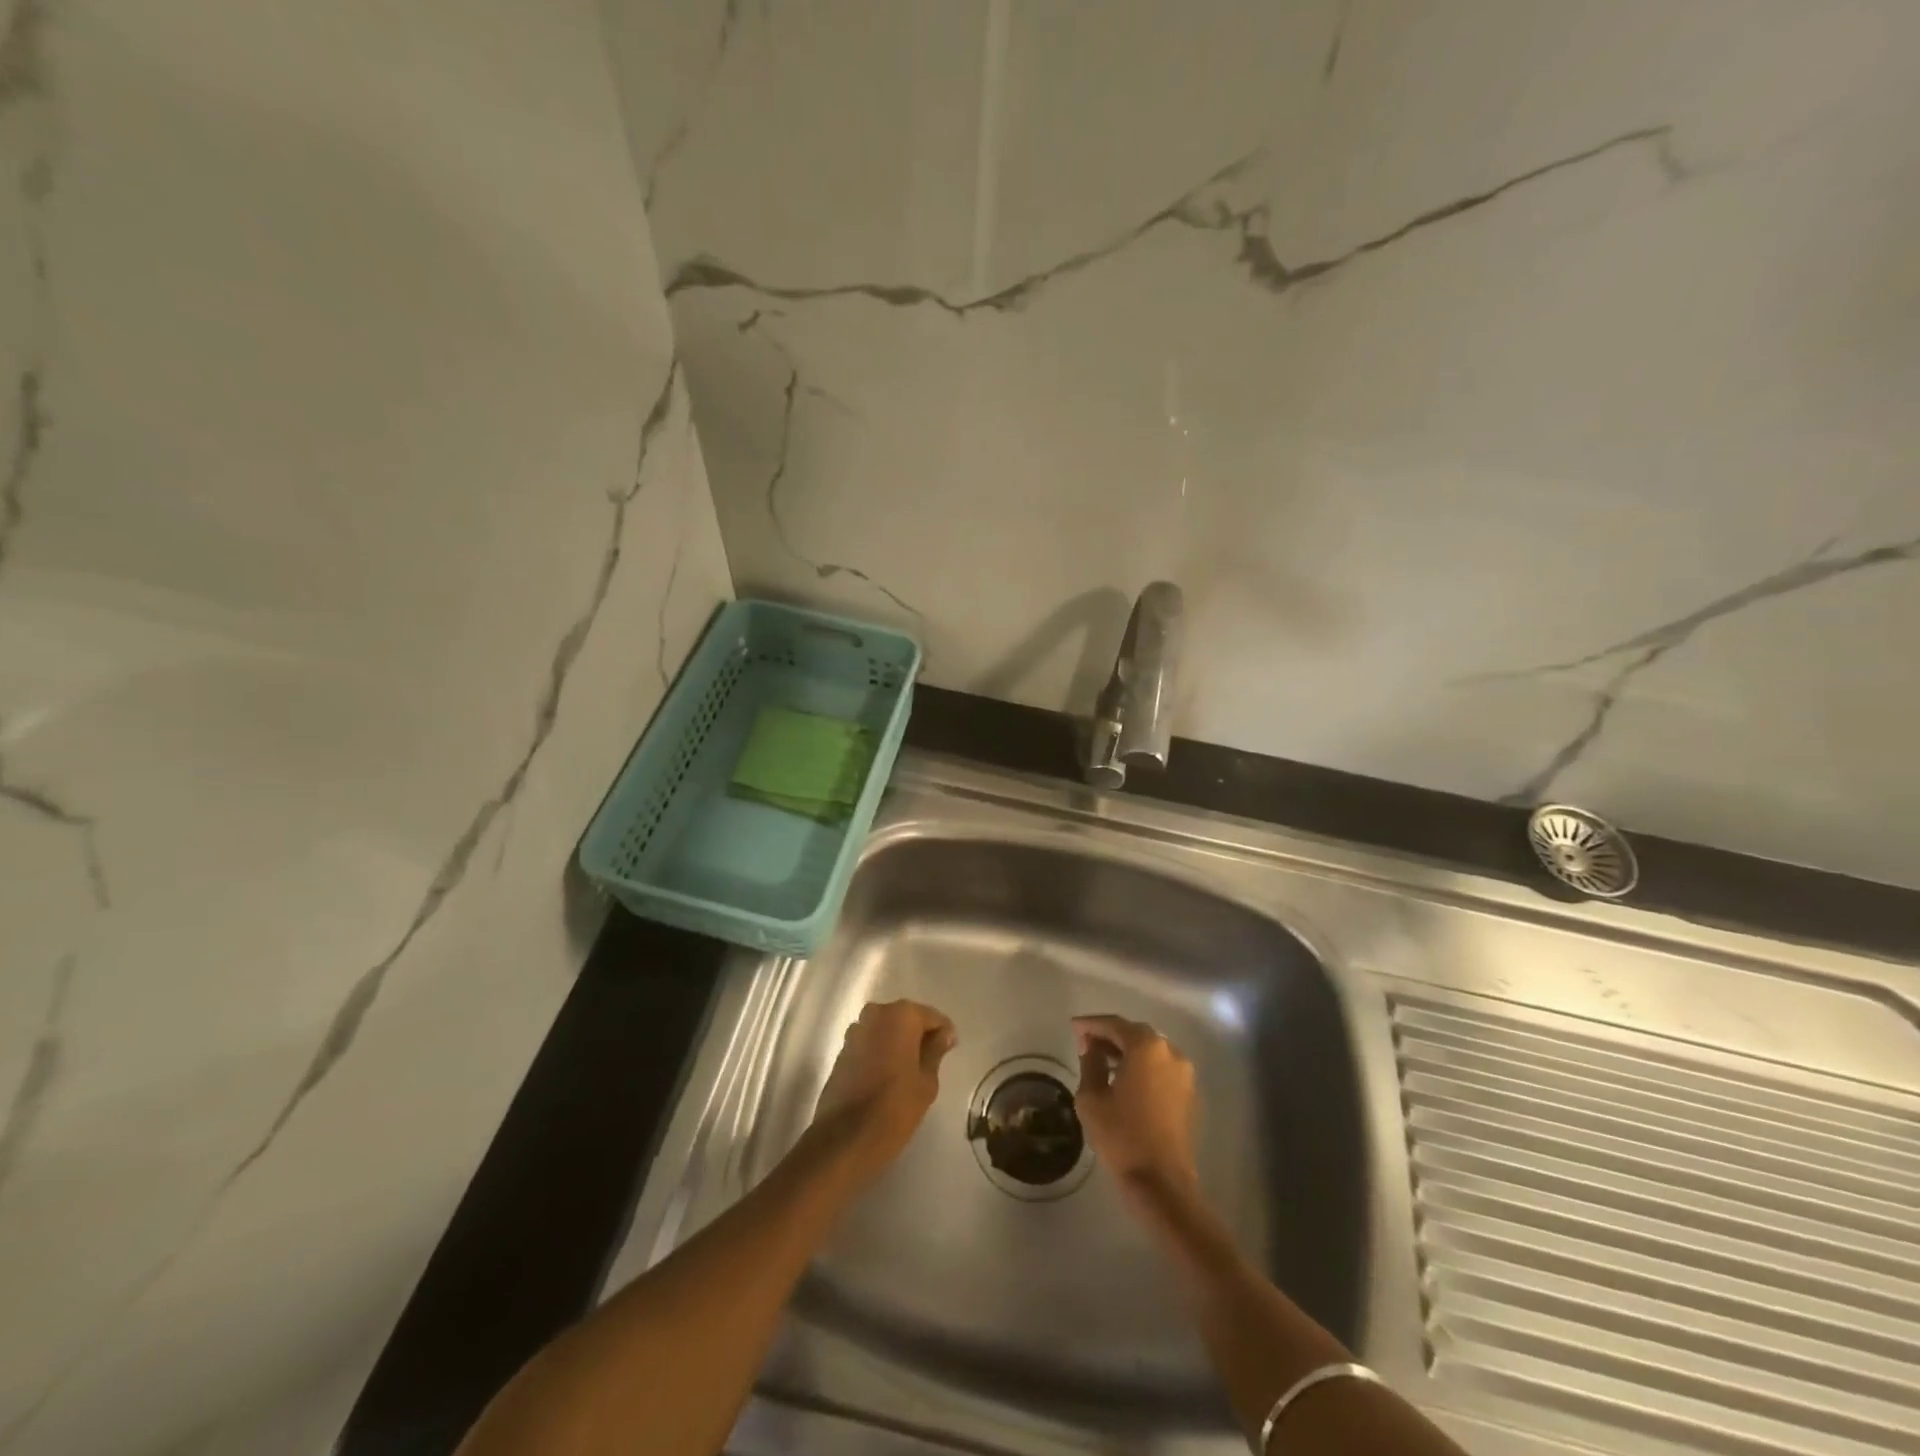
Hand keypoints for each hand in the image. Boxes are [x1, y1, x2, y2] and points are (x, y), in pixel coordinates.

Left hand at [811, 999, 955, 1181]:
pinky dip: (881, 1052)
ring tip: (909, 1072)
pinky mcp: (842, 1050)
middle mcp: (876, 1013)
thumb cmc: (894, 1109)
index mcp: (901, 1015)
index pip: (932, 1017)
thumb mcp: (926, 1082)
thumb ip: (936, 1051)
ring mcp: (855, 1031)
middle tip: (931, 1063)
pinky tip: (888, 1077)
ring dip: (899, 1044)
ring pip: (887, 1030)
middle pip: (907, 1019)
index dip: (943, 1034)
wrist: (844, 1140)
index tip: (949, 1053)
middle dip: (919, 1036)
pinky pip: (871, 1043)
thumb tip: (944, 1034)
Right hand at [1073, 1014, 1196, 1195]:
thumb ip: (1090, 1062)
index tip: (1073, 1027)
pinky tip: (1124, 1078)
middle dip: (1109, 1035)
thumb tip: (1091, 1046)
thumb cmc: (1121, 1136)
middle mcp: (1170, 1052)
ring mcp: (1184, 1073)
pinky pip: (1160, 1067)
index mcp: (1146, 1047)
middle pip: (1135, 1034)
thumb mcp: (1092, 1097)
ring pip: (1150, 1050)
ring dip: (1126, 1050)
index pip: (1114, 1024)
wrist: (1161, 1182)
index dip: (1091, 1024)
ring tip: (1101, 1059)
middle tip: (1085, 1042)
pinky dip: (1142, 1066)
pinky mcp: (1188, 1093)